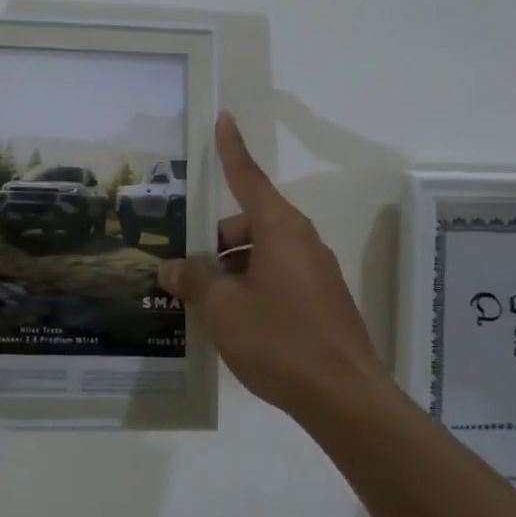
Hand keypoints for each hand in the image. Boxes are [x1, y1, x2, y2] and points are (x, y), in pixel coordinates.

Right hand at [159, 112, 381, 415]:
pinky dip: (252, 286)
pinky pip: (278, 277)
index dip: (231, 150)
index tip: (224, 119)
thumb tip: (172, 268)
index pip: (247, 178)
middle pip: (249, 222)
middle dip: (216, 239)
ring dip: (231, 267)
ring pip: (262, 253)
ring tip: (204, 303)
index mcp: (279, 229)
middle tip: (186, 270)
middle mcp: (301, 241)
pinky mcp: (322, 301)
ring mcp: (315, 272)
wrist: (343, 397)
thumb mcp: (222, 308)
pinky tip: (235, 322)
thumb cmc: (278, 338)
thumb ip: (193, 280)